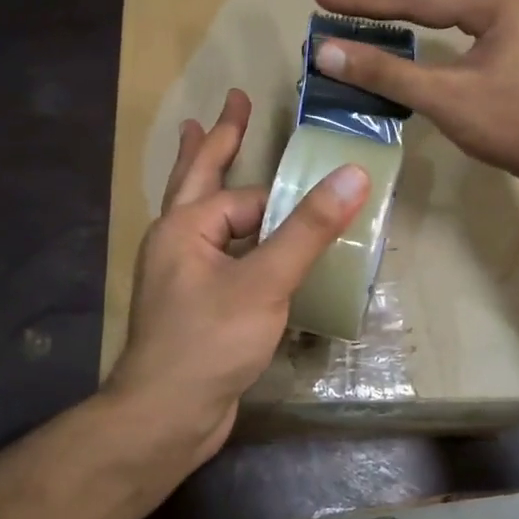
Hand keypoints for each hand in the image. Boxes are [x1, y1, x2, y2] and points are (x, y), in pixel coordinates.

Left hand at [106, 89, 369, 465]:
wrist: (166, 417)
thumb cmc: (209, 342)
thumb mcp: (265, 282)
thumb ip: (308, 229)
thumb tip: (352, 175)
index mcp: (185, 227)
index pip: (247, 197)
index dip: (285, 198)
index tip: (324, 192)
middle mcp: (177, 244)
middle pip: (199, 179)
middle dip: (216, 139)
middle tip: (233, 102)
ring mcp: (182, 277)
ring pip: (207, 220)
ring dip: (218, 186)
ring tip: (215, 152)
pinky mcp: (194, 308)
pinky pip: (220, 258)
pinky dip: (235, 241)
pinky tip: (246, 247)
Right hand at [313, 0, 518, 191]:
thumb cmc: (513, 124)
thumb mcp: (444, 98)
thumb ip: (386, 74)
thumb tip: (326, 52)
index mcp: (492, 5)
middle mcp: (506, 3)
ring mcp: (516, 25)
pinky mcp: (518, 48)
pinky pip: (473, 10)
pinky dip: (448, 0)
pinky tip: (445, 8)